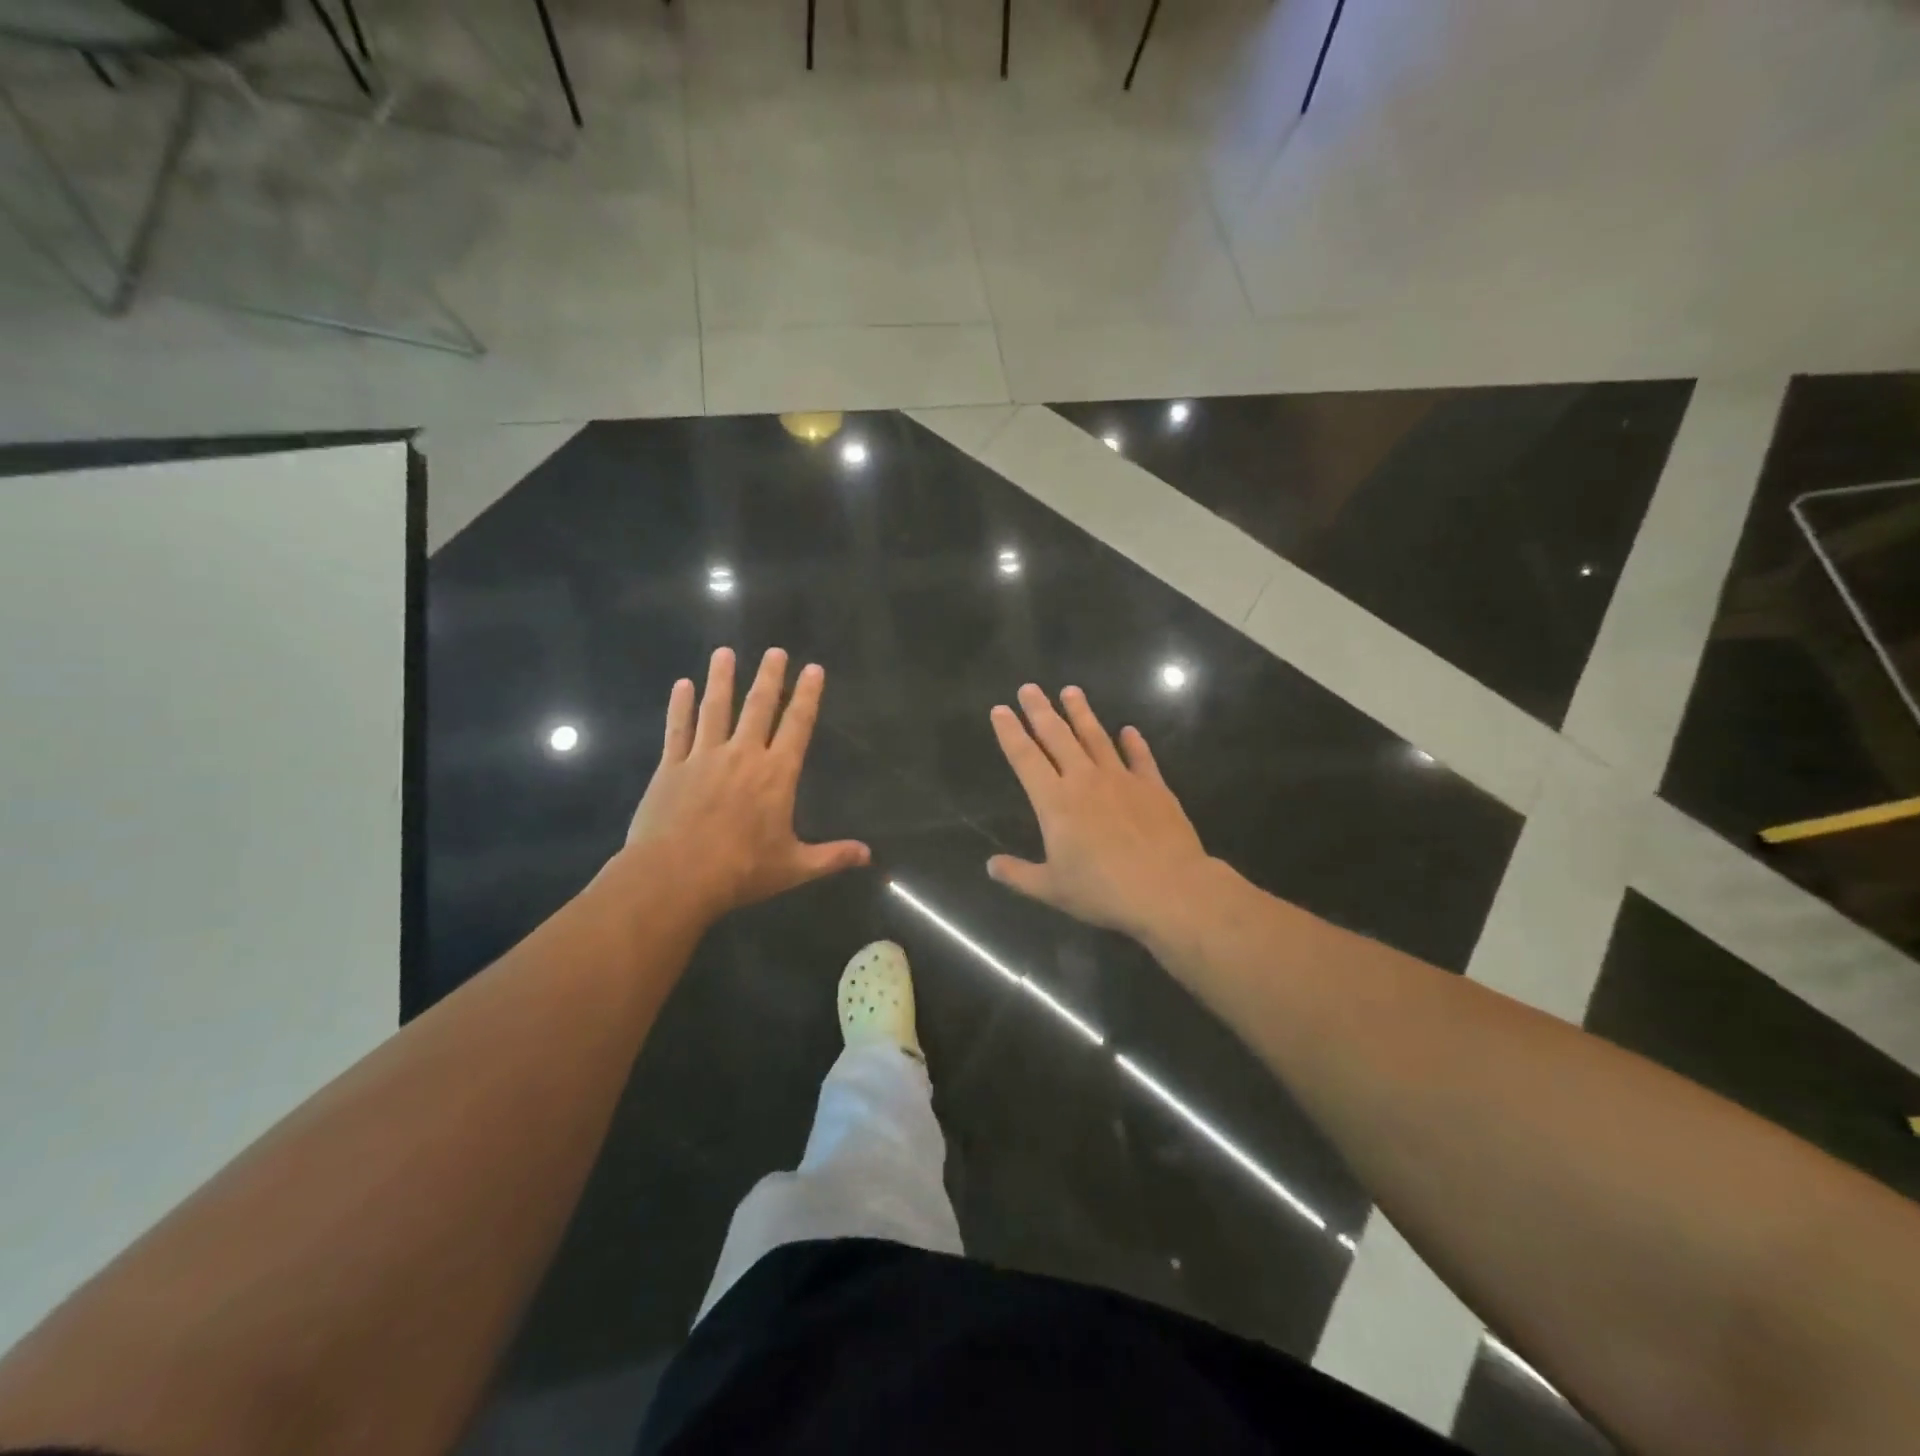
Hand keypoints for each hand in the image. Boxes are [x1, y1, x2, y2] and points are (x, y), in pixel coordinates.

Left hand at [624, 646, 868, 918]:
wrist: (676, 876)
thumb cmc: (741, 871)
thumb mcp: (794, 867)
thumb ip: (832, 857)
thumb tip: (868, 855)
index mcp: (776, 774)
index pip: (797, 725)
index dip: (807, 695)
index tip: (813, 668)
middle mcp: (743, 755)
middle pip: (758, 706)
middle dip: (769, 676)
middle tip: (774, 651)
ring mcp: (704, 757)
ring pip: (715, 709)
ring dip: (721, 679)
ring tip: (724, 653)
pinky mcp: (672, 767)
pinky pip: (678, 728)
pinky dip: (680, 705)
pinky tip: (682, 685)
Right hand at [986, 683, 1213, 941]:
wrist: (1168, 888)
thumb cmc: (1103, 890)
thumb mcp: (1052, 889)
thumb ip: (1019, 874)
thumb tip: (990, 865)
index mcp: (1055, 802)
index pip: (1025, 758)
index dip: (1010, 732)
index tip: (1000, 710)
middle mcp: (1084, 780)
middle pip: (1057, 736)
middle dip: (1040, 710)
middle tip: (1029, 688)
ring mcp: (1121, 779)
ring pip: (1096, 737)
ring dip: (1081, 713)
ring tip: (1071, 690)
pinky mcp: (1153, 786)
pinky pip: (1140, 757)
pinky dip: (1133, 743)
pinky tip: (1129, 730)